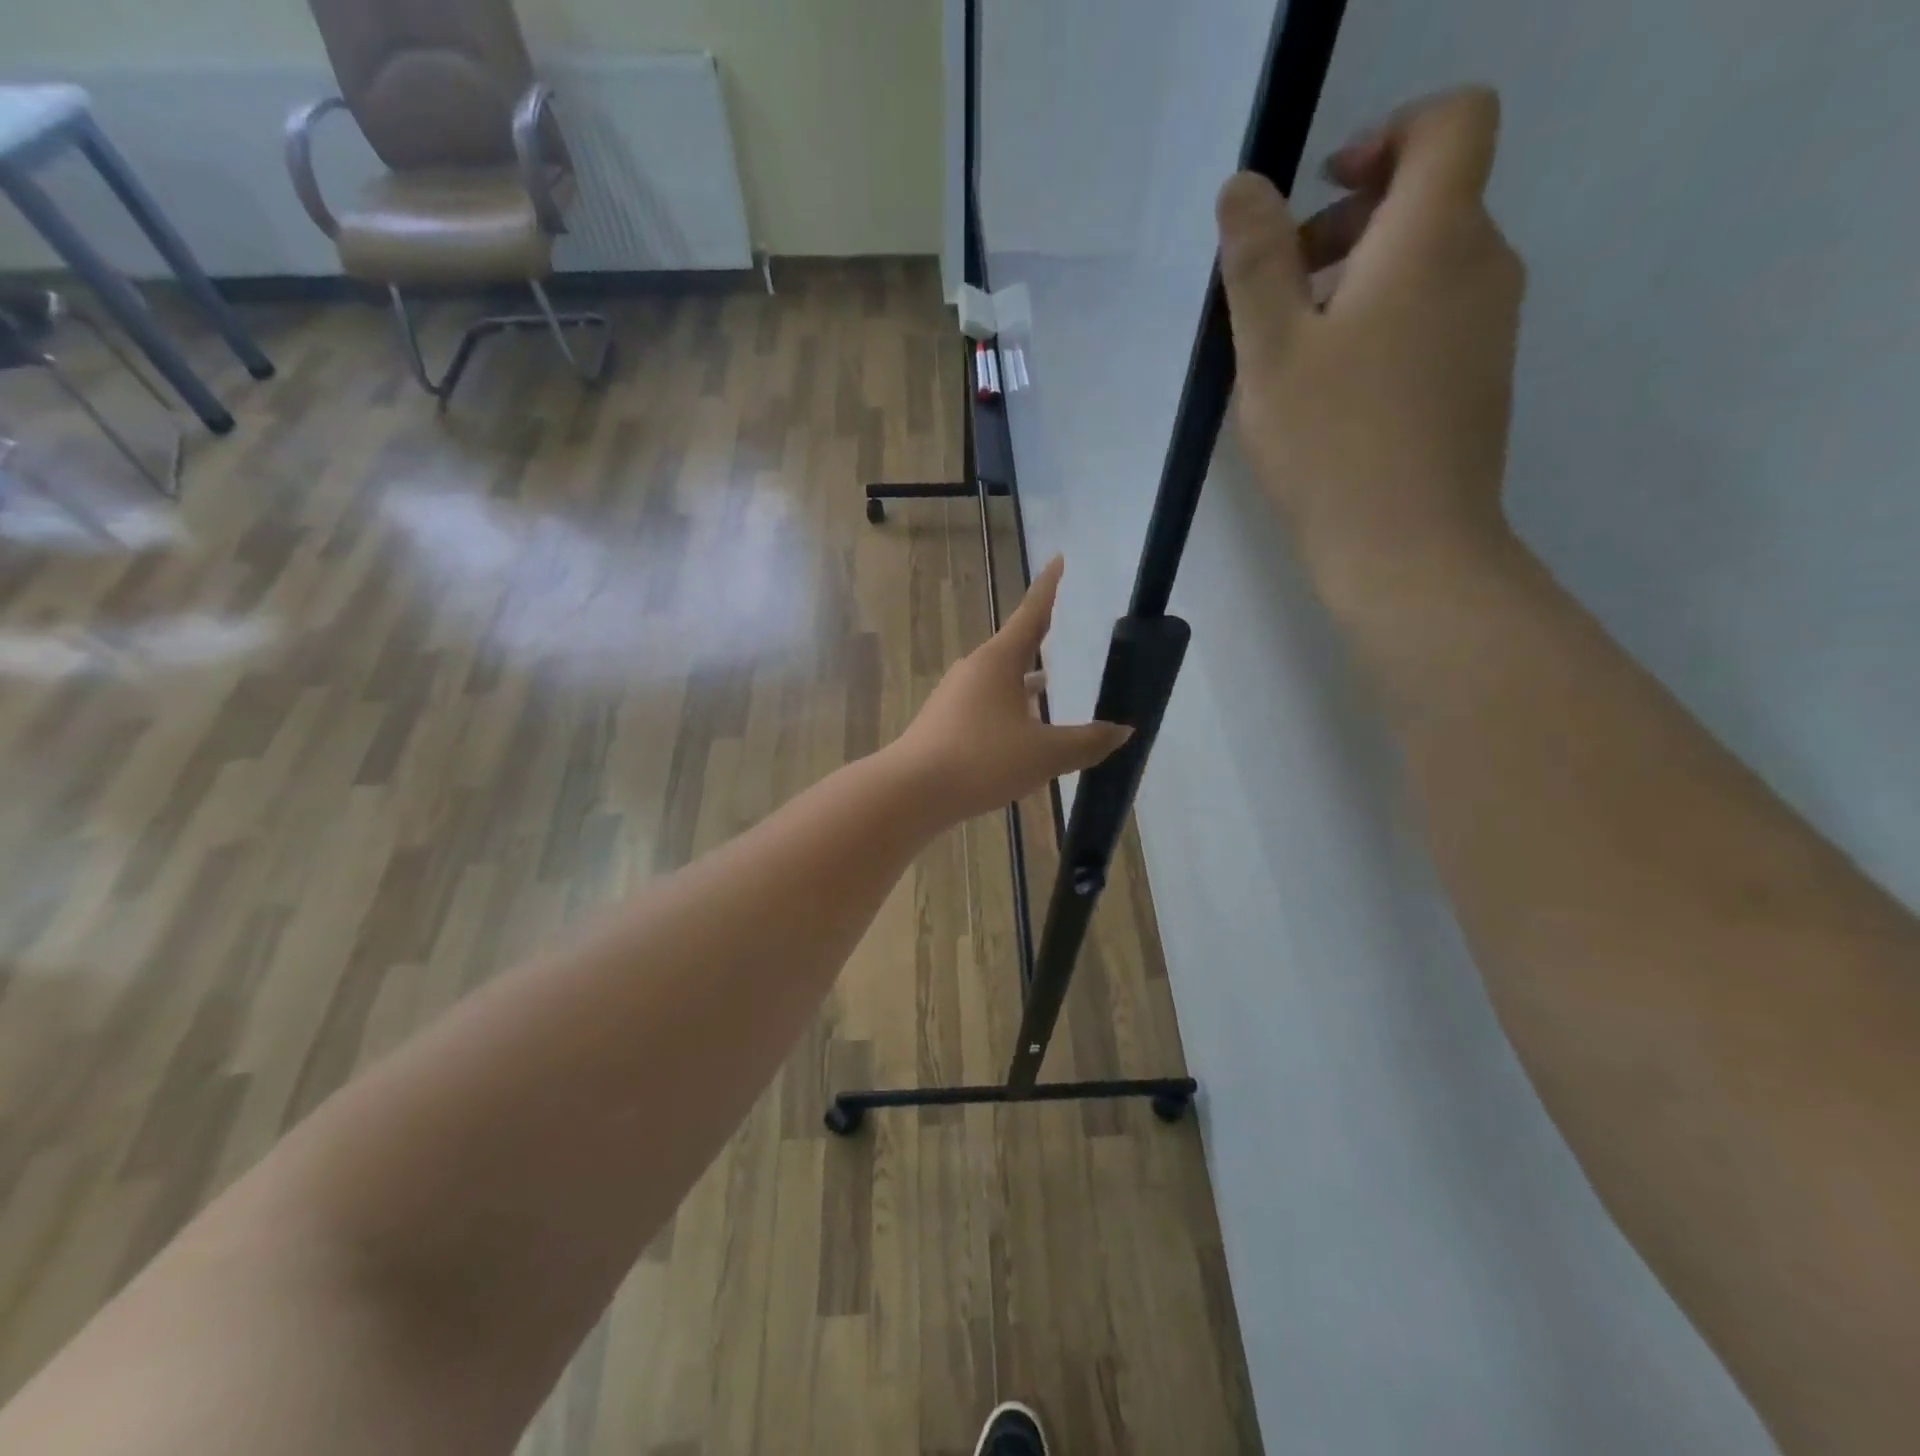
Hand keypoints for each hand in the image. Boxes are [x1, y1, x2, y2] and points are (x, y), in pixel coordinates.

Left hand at [891, 556, 1131, 822]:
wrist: (911, 792)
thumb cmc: (982, 761)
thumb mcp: (1045, 755)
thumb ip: (1087, 742)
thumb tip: (1123, 730)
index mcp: (999, 662)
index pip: (1031, 614)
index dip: (1048, 588)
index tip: (1058, 559)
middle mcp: (974, 671)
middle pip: (1014, 648)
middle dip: (1038, 641)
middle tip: (1059, 628)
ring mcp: (955, 697)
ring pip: (999, 682)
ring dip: (1023, 683)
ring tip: (1048, 686)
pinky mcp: (944, 724)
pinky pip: (985, 707)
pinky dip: (1007, 710)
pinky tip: (1018, 733)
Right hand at [1216, 87, 1524, 606]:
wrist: (1407, 549)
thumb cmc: (1330, 446)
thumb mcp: (1270, 353)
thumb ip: (1256, 261)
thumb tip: (1244, 186)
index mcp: (1435, 238)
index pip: (1452, 120)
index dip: (1388, 133)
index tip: (1322, 191)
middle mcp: (1482, 265)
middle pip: (1431, 197)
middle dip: (1351, 222)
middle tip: (1282, 292)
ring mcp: (1489, 326)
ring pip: (1429, 263)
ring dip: (1361, 280)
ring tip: (1296, 354)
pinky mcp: (1480, 378)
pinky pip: (1435, 317)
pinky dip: (1385, 324)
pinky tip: (1335, 393)